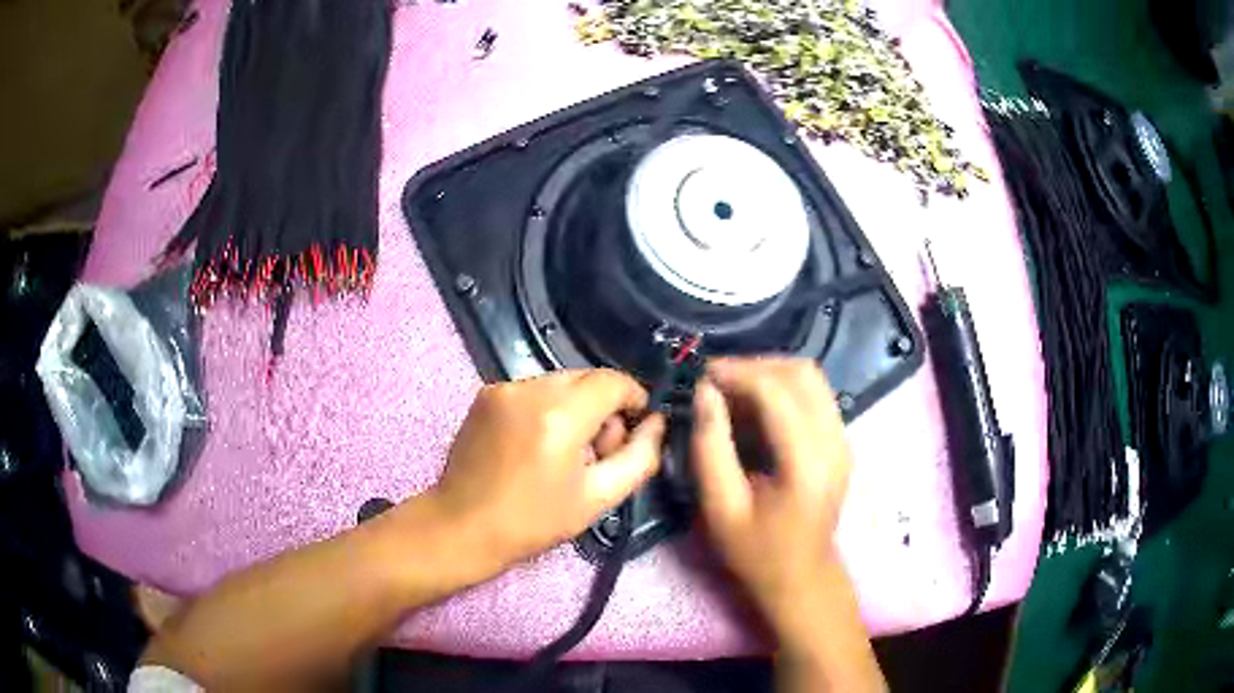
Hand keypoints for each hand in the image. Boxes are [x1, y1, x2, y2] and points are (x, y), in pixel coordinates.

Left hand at [424, 369, 665, 578]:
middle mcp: (529, 389)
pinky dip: (547, 408)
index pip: (612, 381)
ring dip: (575, 407)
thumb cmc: (534, 521)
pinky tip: (537, 444)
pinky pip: (533, 390)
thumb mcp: (599, 498)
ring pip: (560, 383)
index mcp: (559, 416)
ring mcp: (503, 388)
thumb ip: (639, 456)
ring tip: (565, 451)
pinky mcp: (485, 394)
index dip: (634, 398)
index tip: (638, 426)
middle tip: (598, 451)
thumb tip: (657, 423)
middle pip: (587, 378)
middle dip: (604, 407)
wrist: (462, 526)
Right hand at [691, 358, 851, 636]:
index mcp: (807, 464)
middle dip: (755, 365)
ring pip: (811, 377)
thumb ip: (710, 447)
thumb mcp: (721, 507)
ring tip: (732, 389)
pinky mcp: (840, 439)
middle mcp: (834, 441)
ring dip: (769, 372)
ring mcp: (843, 438)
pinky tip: (755, 405)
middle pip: (801, 372)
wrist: (802, 576)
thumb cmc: (757, 551)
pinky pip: (814, 393)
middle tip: (716, 381)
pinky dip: (782, 387)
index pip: (777, 392)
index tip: (702, 377)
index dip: (737, 373)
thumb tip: (704, 392)